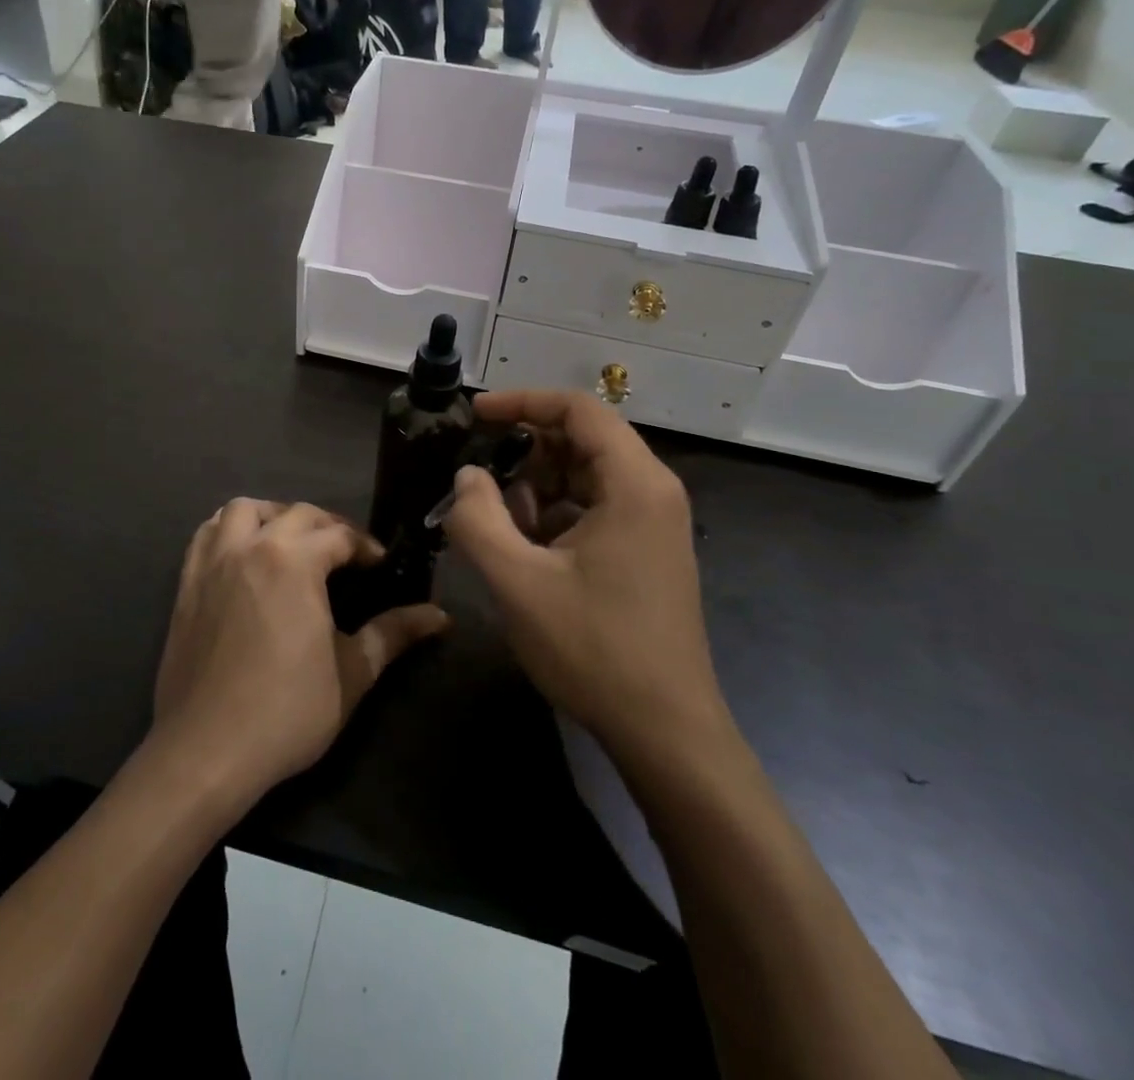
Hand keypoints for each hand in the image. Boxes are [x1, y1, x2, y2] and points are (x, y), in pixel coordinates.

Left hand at [152, 499, 449, 805]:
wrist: (206, 750)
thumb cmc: (286, 711)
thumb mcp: (352, 673)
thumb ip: (393, 634)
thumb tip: (440, 616)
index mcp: (294, 561)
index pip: (339, 535)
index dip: (366, 547)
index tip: (381, 567)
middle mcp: (251, 546)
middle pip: (296, 514)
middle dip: (327, 527)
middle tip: (345, 556)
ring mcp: (213, 562)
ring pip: (243, 510)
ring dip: (273, 515)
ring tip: (290, 542)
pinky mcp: (187, 583)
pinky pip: (207, 534)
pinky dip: (229, 530)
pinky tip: (244, 555)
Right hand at [443, 390, 725, 752]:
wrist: (667, 732)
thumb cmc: (595, 650)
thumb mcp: (518, 582)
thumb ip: (478, 519)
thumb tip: (466, 475)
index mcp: (635, 483)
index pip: (578, 409)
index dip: (523, 401)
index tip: (475, 415)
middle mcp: (653, 491)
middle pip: (583, 439)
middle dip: (526, 450)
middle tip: (478, 477)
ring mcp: (654, 523)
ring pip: (585, 475)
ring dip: (536, 487)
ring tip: (498, 523)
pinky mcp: (647, 551)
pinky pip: (595, 507)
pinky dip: (555, 513)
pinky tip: (526, 549)